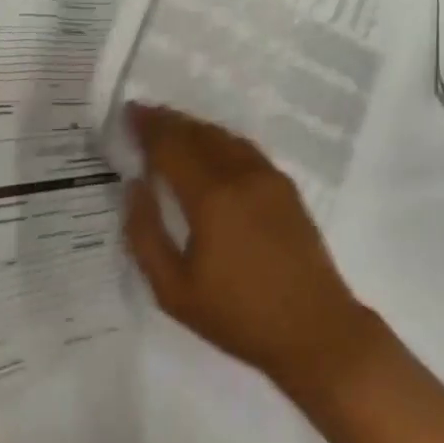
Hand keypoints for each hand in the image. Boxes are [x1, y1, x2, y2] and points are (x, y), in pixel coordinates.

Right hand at [123, 103, 380, 399]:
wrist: (314, 329)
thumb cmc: (238, 317)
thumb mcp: (174, 291)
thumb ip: (146, 234)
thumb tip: (134, 186)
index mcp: (211, 196)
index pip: (171, 146)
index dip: (148, 127)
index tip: (129, 113)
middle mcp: (239, 173)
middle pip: (197, 133)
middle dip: (167, 122)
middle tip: (143, 116)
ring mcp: (266, 175)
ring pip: (222, 135)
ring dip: (193, 128)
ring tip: (170, 130)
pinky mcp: (284, 184)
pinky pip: (243, 147)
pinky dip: (218, 139)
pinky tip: (209, 149)